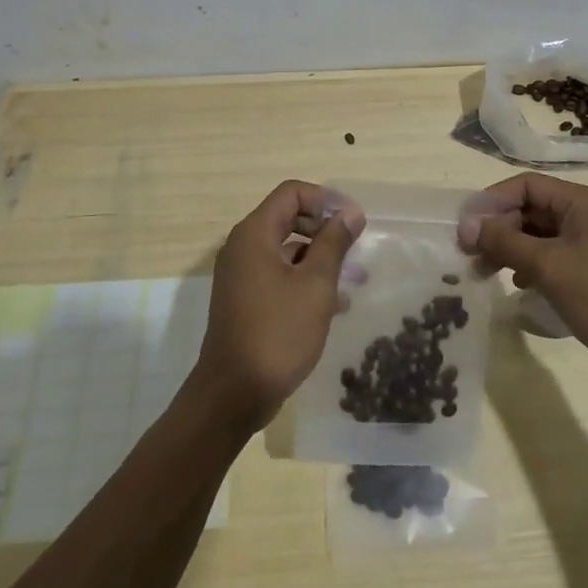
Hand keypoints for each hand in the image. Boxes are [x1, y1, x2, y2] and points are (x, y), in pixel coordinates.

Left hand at [192, 181, 362, 432]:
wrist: (233, 395)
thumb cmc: (277, 333)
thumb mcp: (315, 285)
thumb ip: (334, 243)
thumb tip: (350, 213)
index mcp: (255, 234)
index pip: (292, 192)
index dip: (325, 200)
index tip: (353, 222)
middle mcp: (243, 246)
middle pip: (289, 217)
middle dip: (325, 229)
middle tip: (355, 249)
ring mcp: (241, 274)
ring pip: (286, 248)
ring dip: (319, 257)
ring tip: (353, 280)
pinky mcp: (245, 299)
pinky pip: (278, 274)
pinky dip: (304, 279)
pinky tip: (334, 304)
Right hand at [458, 174, 587, 388]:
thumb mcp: (548, 265)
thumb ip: (504, 241)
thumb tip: (466, 225)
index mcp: (580, 202)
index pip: (526, 185)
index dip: (492, 201)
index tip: (465, 226)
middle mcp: (585, 215)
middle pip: (530, 209)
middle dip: (498, 228)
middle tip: (468, 253)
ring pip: (538, 235)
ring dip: (509, 248)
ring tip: (483, 270)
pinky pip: (550, 257)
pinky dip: (528, 265)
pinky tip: (516, 284)